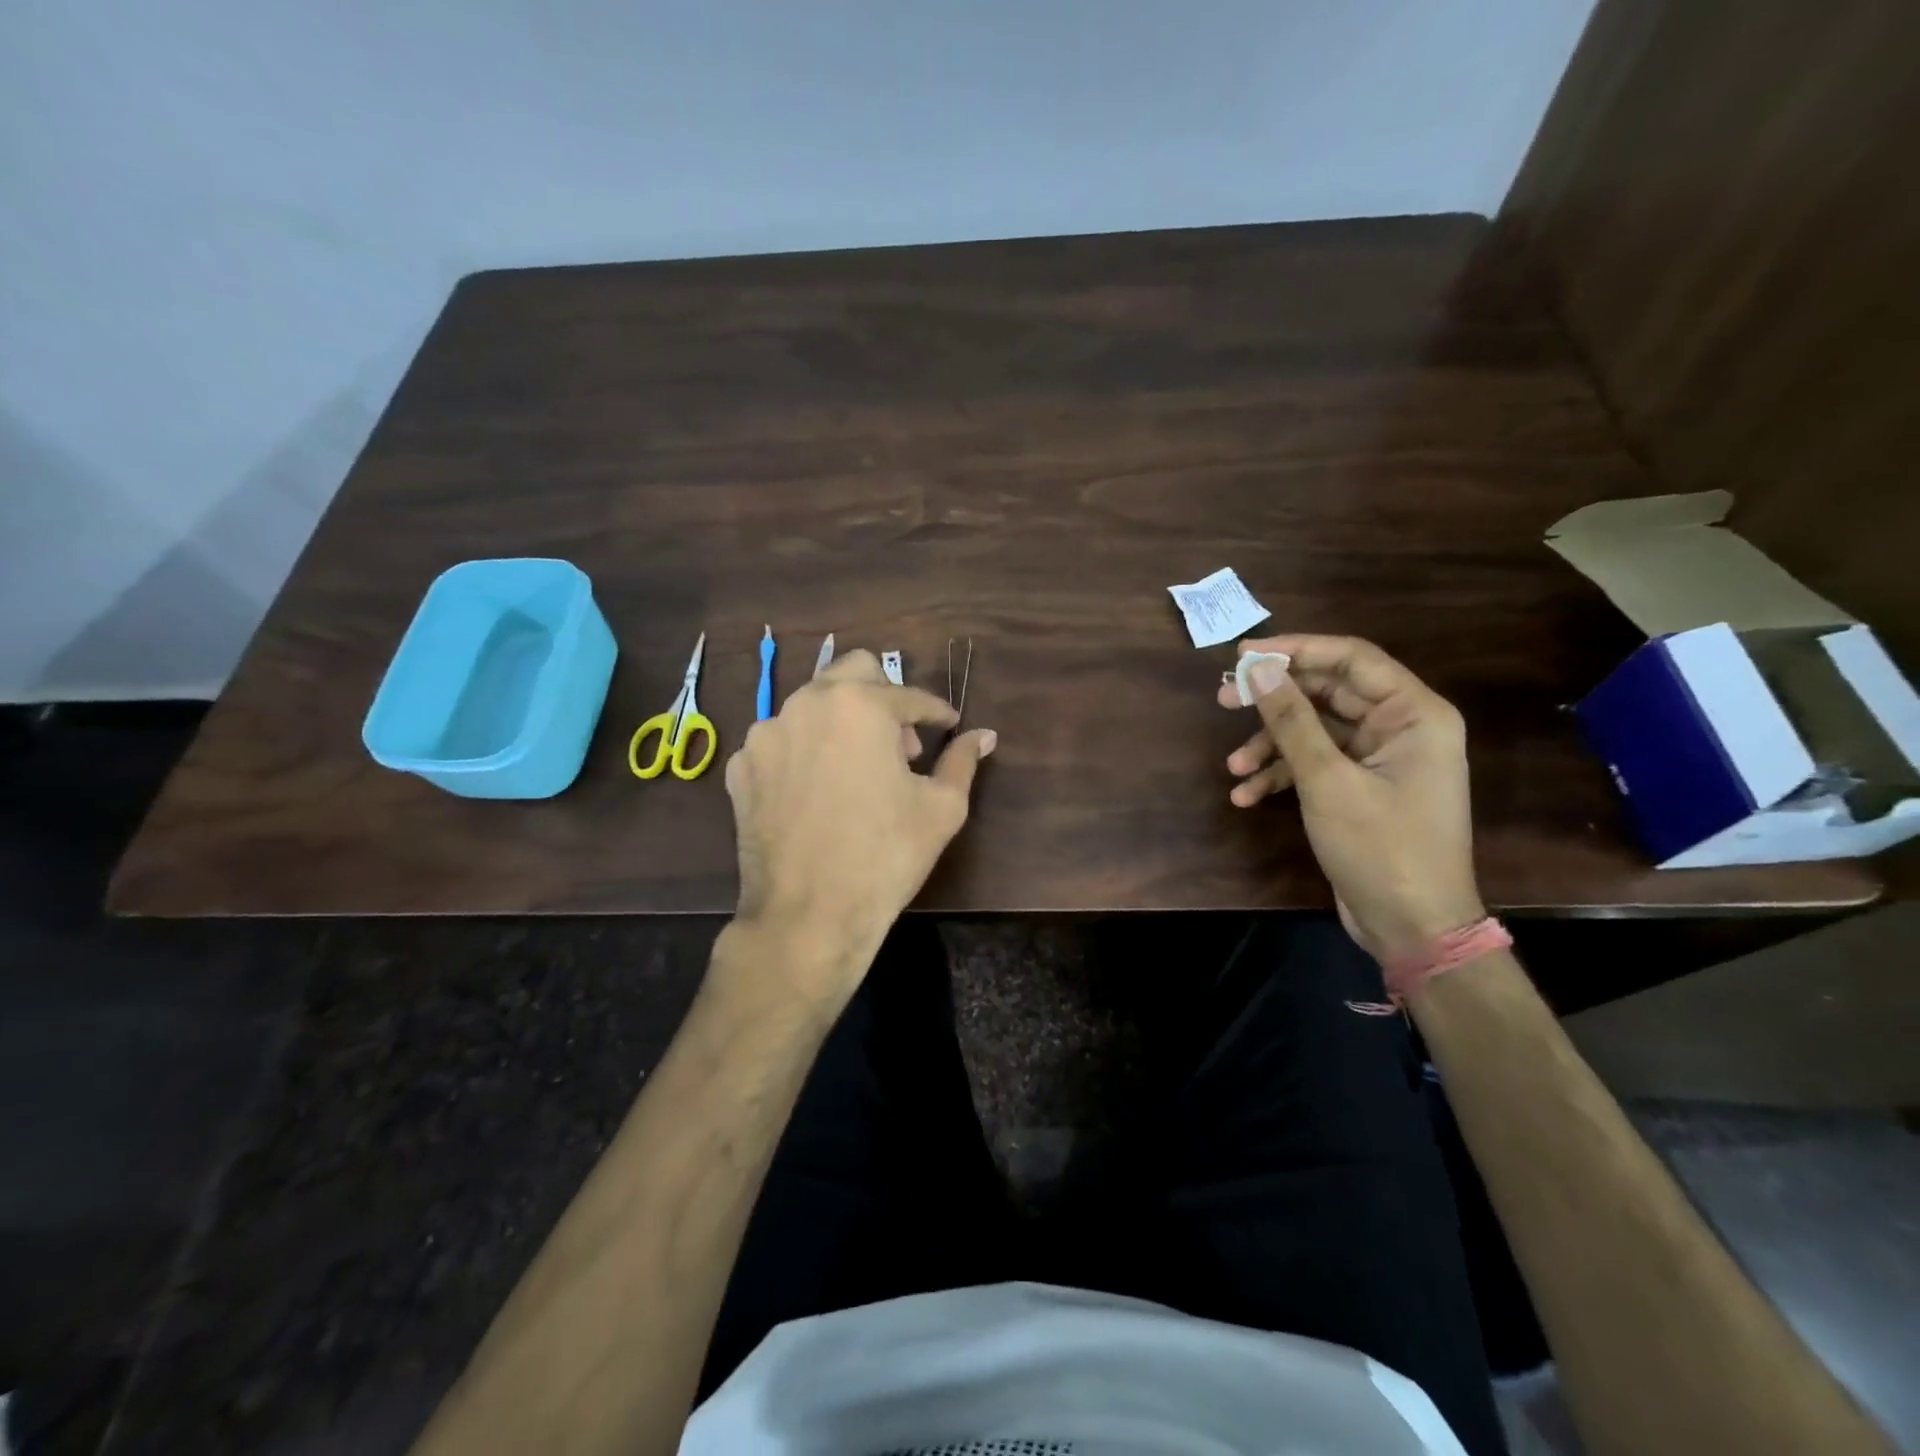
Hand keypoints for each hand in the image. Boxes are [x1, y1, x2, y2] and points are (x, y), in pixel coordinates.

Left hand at [724, 649, 995, 1002]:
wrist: (808, 915)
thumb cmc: (886, 856)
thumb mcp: (942, 808)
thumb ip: (963, 760)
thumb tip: (983, 735)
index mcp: (861, 705)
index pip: (911, 696)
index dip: (937, 712)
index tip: (948, 725)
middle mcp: (807, 704)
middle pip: (852, 671)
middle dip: (884, 697)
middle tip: (900, 743)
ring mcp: (766, 734)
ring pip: (812, 704)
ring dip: (842, 723)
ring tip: (858, 770)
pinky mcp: (741, 767)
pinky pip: (781, 741)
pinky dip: (805, 752)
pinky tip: (818, 791)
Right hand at [1216, 635, 1484, 962]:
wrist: (1413, 928)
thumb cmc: (1381, 848)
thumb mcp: (1327, 781)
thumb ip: (1291, 720)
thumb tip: (1258, 669)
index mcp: (1414, 714)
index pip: (1351, 659)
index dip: (1296, 650)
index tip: (1244, 654)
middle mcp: (1401, 728)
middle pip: (1327, 694)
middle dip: (1273, 701)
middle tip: (1223, 699)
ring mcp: (1380, 760)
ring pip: (1314, 731)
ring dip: (1270, 746)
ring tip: (1232, 767)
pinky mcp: (1360, 788)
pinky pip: (1315, 765)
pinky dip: (1280, 776)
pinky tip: (1246, 795)